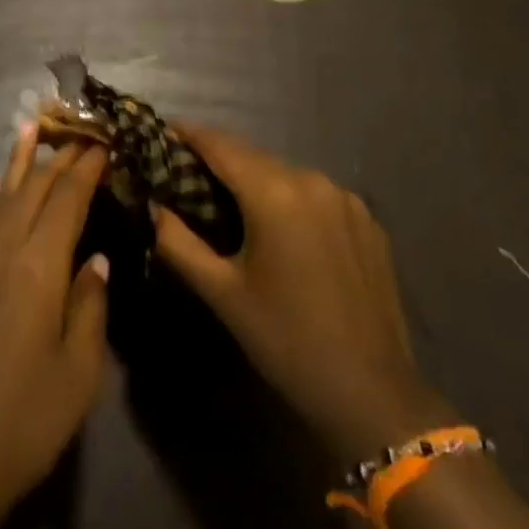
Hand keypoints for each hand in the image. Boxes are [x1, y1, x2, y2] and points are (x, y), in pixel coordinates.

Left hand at [0, 125, 110, 528]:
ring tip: (32, 126)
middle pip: (34, 190)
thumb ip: (90, 307)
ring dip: (18, 162)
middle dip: (59, 157)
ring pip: (1, 198)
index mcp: (39, 269)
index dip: (87, 168)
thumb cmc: (22, 425)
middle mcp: (4, 252)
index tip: (105, 142)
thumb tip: (96, 258)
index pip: (67, 200)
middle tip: (81, 131)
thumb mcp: (77, 376)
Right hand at [150, 126, 452, 459]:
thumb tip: (154, 206)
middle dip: (218, 159)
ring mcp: (345, 198)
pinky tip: (281, 230)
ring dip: (255, 180)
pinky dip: (290, 199)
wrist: (374, 396)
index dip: (188, 133)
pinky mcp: (367, 220)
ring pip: (284, 174)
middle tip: (187, 174)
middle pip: (252, 156)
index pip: (220, 144)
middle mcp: (311, 180)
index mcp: (274, 193)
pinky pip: (315, 194)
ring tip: (231, 203)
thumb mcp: (223, 294)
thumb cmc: (287, 342)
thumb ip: (178, 243)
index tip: (163, 132)